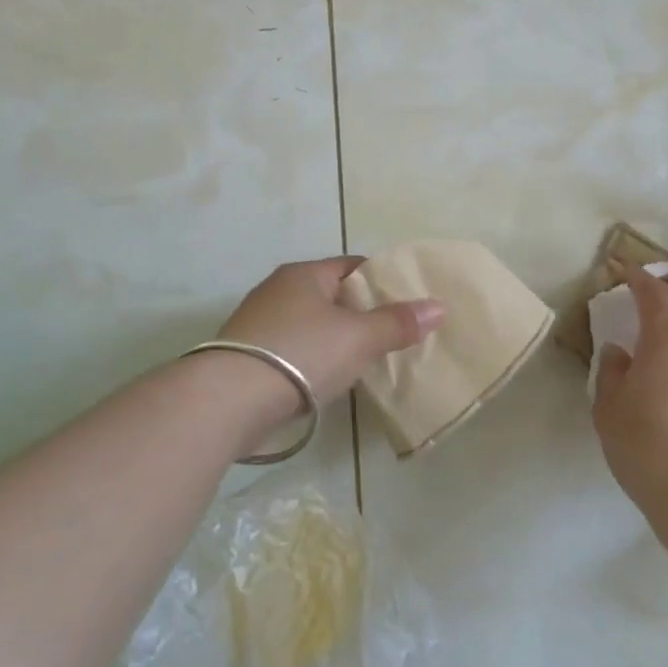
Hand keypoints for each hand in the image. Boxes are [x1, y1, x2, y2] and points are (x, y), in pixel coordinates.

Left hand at [218, 257, 444, 411]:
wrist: (229, 399)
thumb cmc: (301, 354)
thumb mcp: (358, 338)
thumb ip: (397, 323)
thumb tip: (438, 307)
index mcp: (304, 274)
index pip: (352, 266)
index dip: (382, 281)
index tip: (407, 302)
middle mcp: (278, 290)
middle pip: (331, 295)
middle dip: (360, 313)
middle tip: (392, 335)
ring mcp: (258, 323)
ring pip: (311, 324)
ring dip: (335, 339)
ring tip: (365, 361)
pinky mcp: (247, 355)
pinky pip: (292, 350)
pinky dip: (312, 360)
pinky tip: (326, 380)